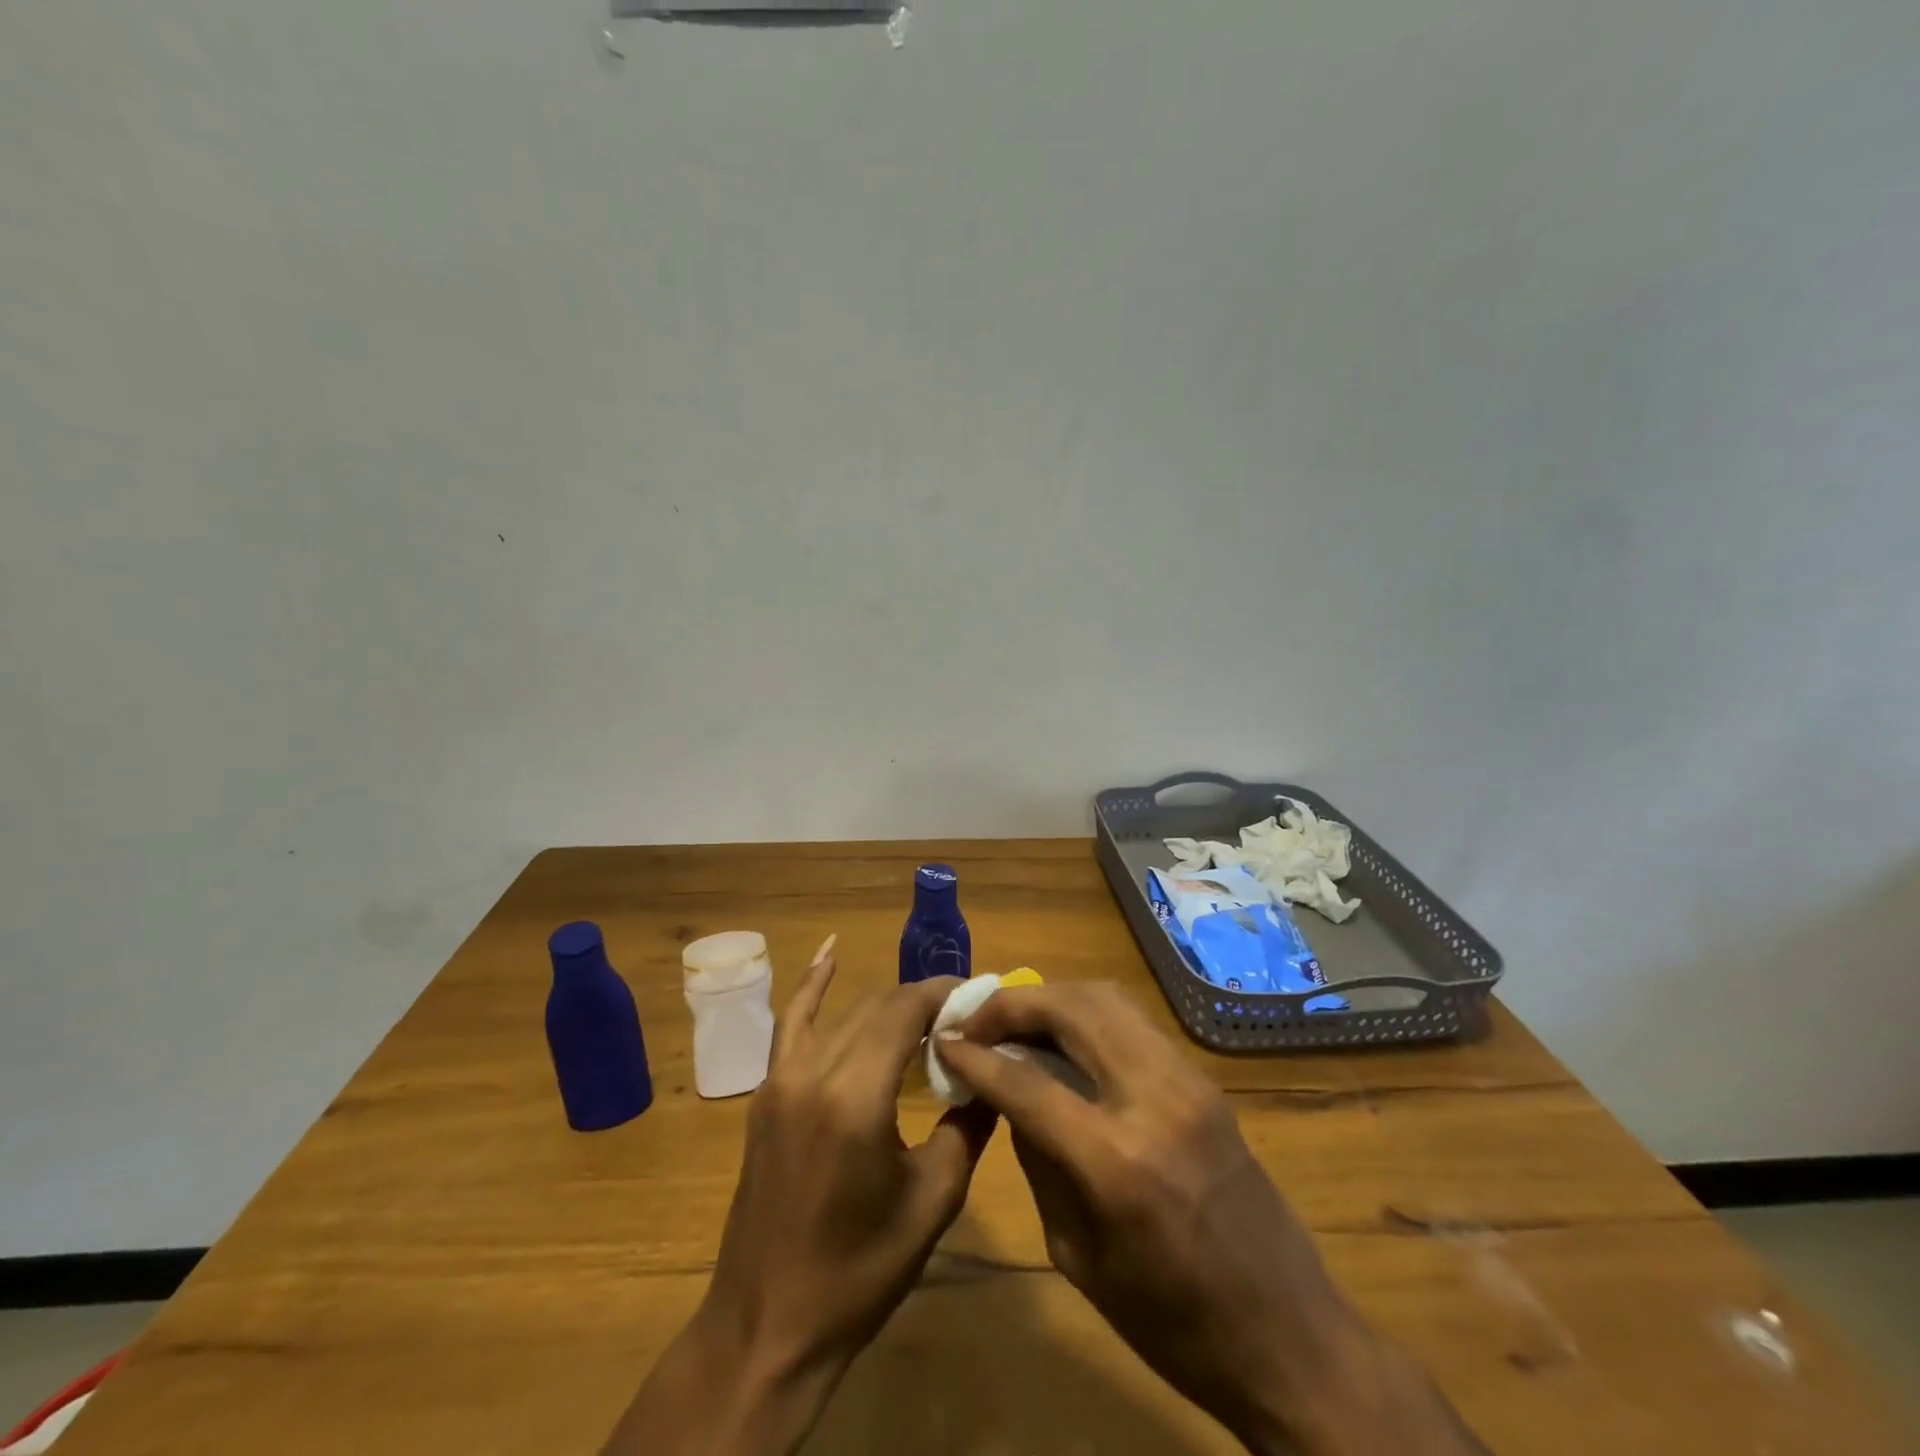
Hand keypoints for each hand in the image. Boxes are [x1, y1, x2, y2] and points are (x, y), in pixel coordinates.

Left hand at [606, 940, 994, 1455]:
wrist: (769, 1324)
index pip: (906, 1010)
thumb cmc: (859, 1271)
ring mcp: (781, 1077)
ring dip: (887, 1005)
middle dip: (923, 1000)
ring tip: (928, 1013)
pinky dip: (812, 984)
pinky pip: (790, 1022)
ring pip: (845, 1014)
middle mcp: (813, 1071)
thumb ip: (969, 1125)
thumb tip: (992, 1069)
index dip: (944, 993)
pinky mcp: (766, 1091)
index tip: (980, 996)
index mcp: (856, 1096)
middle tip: (964, 1015)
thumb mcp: (933, 1201)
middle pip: (877, 1006)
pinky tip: (830, 950)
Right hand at [939, 982, 1485, 1455]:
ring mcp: (1186, 1079)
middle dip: (1012, 1004)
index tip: (943, 1041)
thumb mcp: (1079, 1256)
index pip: (1027, 1080)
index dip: (976, 1056)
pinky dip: (1088, 1013)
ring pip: (1104, 998)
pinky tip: (1064, 1037)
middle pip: (1070, 1008)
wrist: (1291, 1339)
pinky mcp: (1203, 1079)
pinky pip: (1132, 1021)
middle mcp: (1153, 1098)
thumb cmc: (1173, 1326)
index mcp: (1116, 1161)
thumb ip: (1039, 1160)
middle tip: (976, 1022)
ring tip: (1014, 1021)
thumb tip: (1007, 1094)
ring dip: (1051, 998)